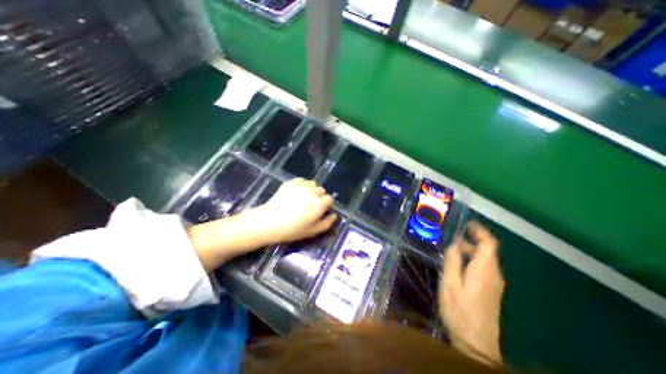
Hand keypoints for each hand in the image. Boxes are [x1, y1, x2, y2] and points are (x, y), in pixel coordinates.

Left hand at [256, 177, 338, 242]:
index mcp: (319, 204)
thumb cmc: (292, 230)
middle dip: (319, 197)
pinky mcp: (291, 182)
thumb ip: (327, 223)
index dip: (326, 205)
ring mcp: (301, 185)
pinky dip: (301, 185)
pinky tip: (295, 193)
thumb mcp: (312, 231)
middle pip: (321, 190)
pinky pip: (301, 180)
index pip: (329, 199)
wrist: (269, 222)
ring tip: (302, 198)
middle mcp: (313, 192)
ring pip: (312, 184)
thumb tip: (334, 215)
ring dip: (311, 190)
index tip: (320, 210)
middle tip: (310, 206)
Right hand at [442, 222, 502, 364]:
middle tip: (451, 238)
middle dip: (470, 240)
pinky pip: (484, 268)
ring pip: (485, 259)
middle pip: (487, 250)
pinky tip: (458, 265)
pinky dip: (472, 260)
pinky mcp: (492, 290)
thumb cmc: (460, 311)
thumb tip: (454, 243)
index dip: (479, 230)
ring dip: (469, 250)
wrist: (476, 344)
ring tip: (451, 250)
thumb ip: (452, 260)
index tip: (466, 223)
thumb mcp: (450, 283)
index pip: (489, 243)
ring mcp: (495, 283)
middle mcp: (494, 274)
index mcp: (484, 270)